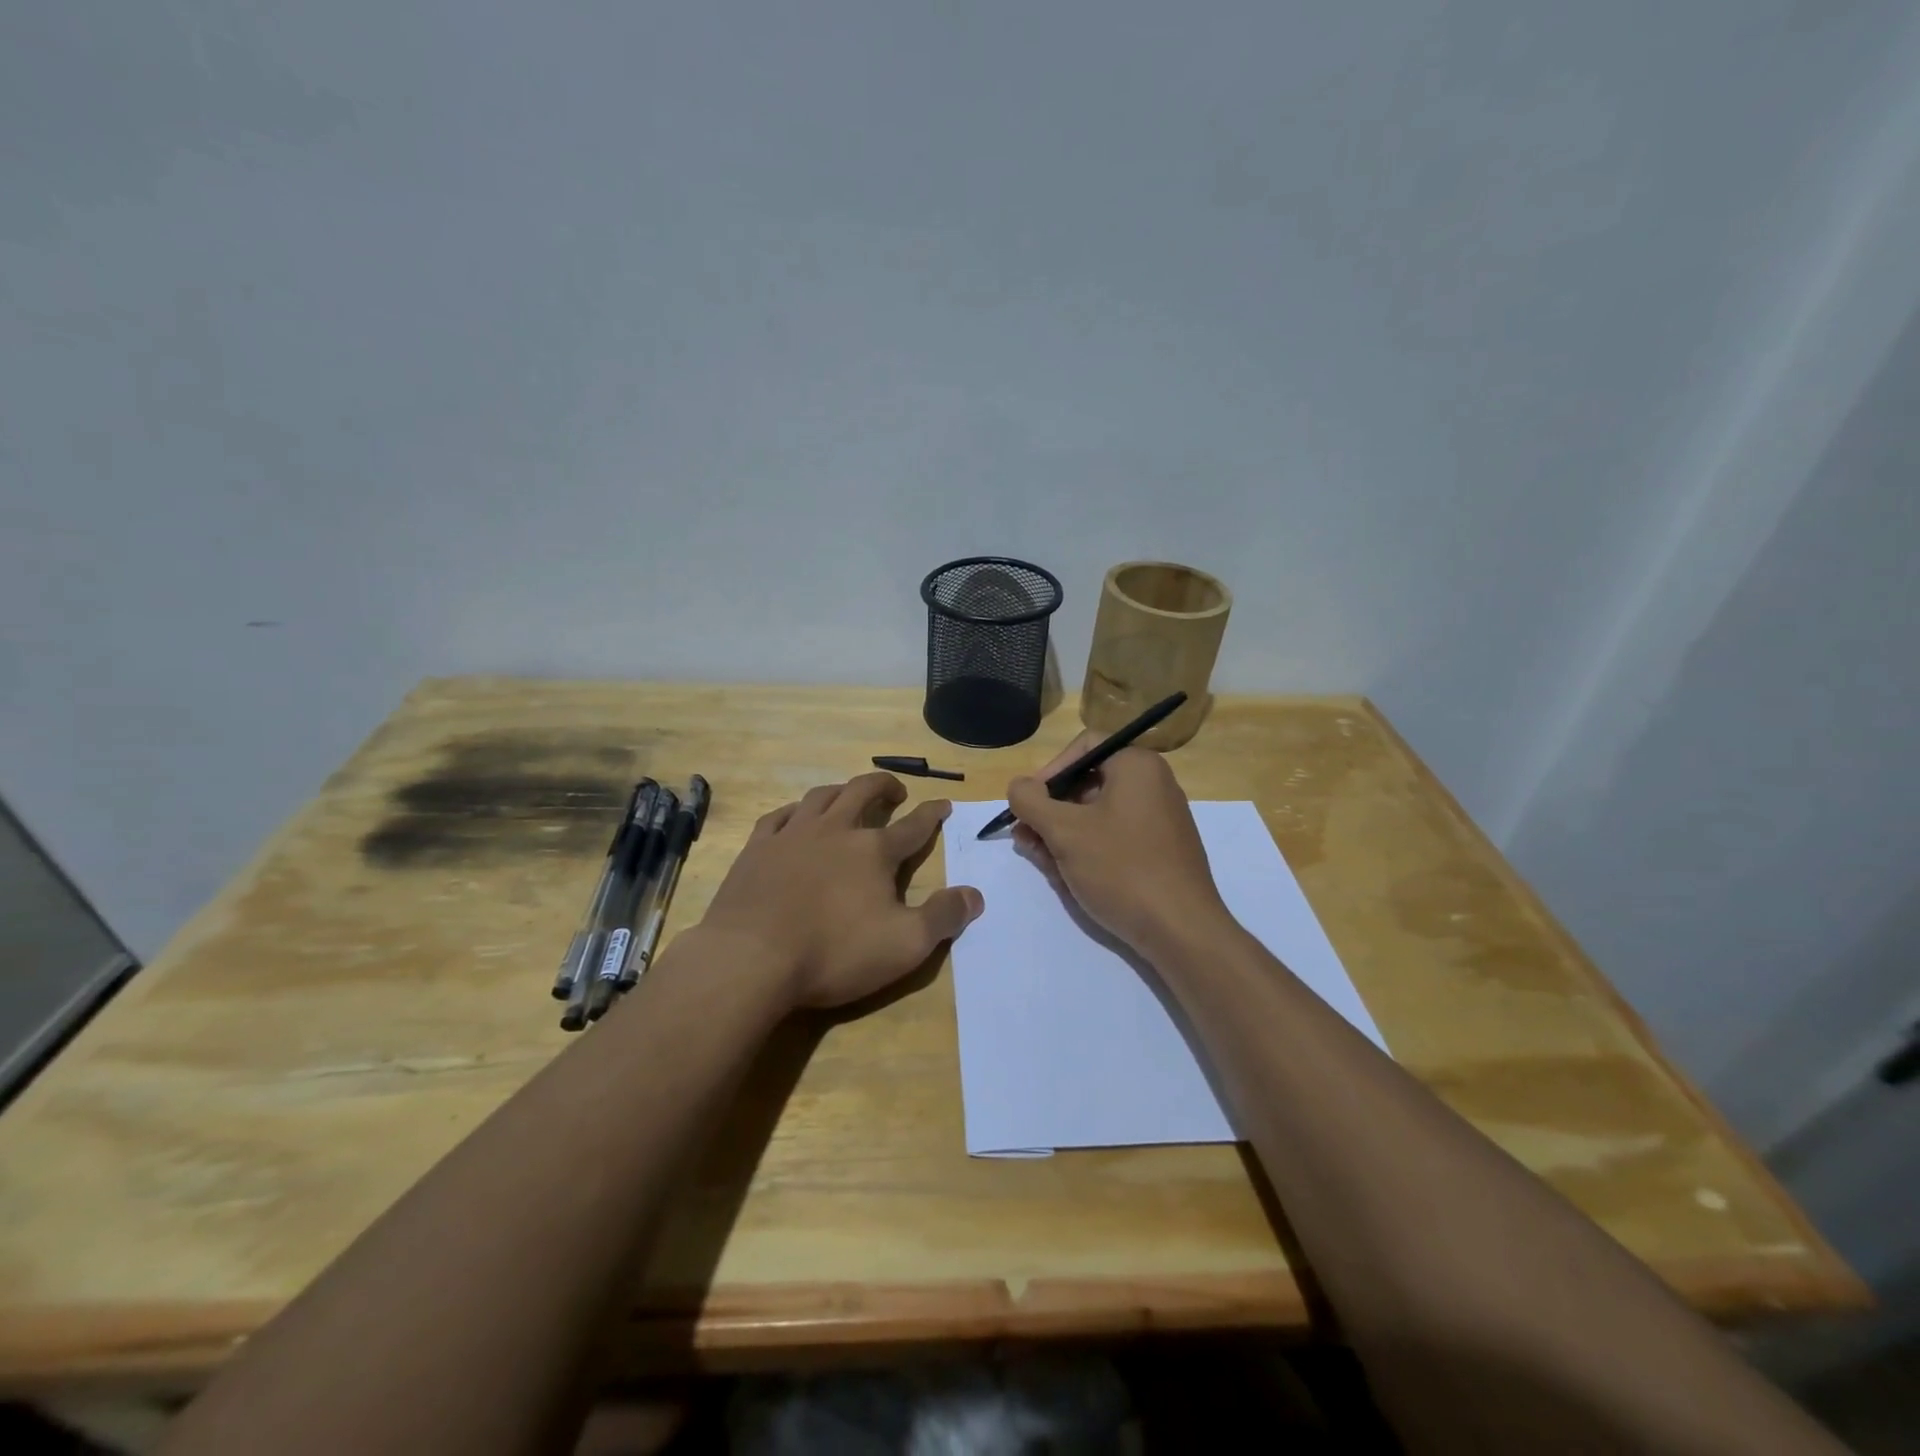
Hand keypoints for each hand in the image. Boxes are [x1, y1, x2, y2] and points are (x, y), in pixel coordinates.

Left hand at [697, 772, 983, 1009]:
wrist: (750, 958)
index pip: (913, 826)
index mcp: (874, 851)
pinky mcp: (756, 849)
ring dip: (841, 790)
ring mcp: (792, 835)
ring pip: (821, 796)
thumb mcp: (905, 945)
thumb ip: (943, 917)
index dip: (932, 814)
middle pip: (863, 792)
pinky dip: (793, 811)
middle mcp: (835, 830)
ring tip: (848, 795)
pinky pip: (777, 816)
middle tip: (896, 790)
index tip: (944, 803)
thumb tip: (976, 894)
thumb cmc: (834, 952)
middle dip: (884, 786)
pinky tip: (794, 817)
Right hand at [1007, 732, 1231, 955]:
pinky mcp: (1160, 852)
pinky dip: (1087, 851)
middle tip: (1025, 840)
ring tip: (1042, 863)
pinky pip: (1114, 839)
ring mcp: (1159, 820)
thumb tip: (1018, 786)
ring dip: (1062, 836)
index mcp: (1137, 766)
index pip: (1082, 747)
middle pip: (1086, 784)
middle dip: (1050, 812)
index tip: (1027, 805)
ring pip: (1096, 816)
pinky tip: (1068, 877)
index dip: (1047, 772)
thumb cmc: (1121, 868)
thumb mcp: (1064, 831)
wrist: (1181, 931)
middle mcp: (1153, 785)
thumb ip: (1031, 801)